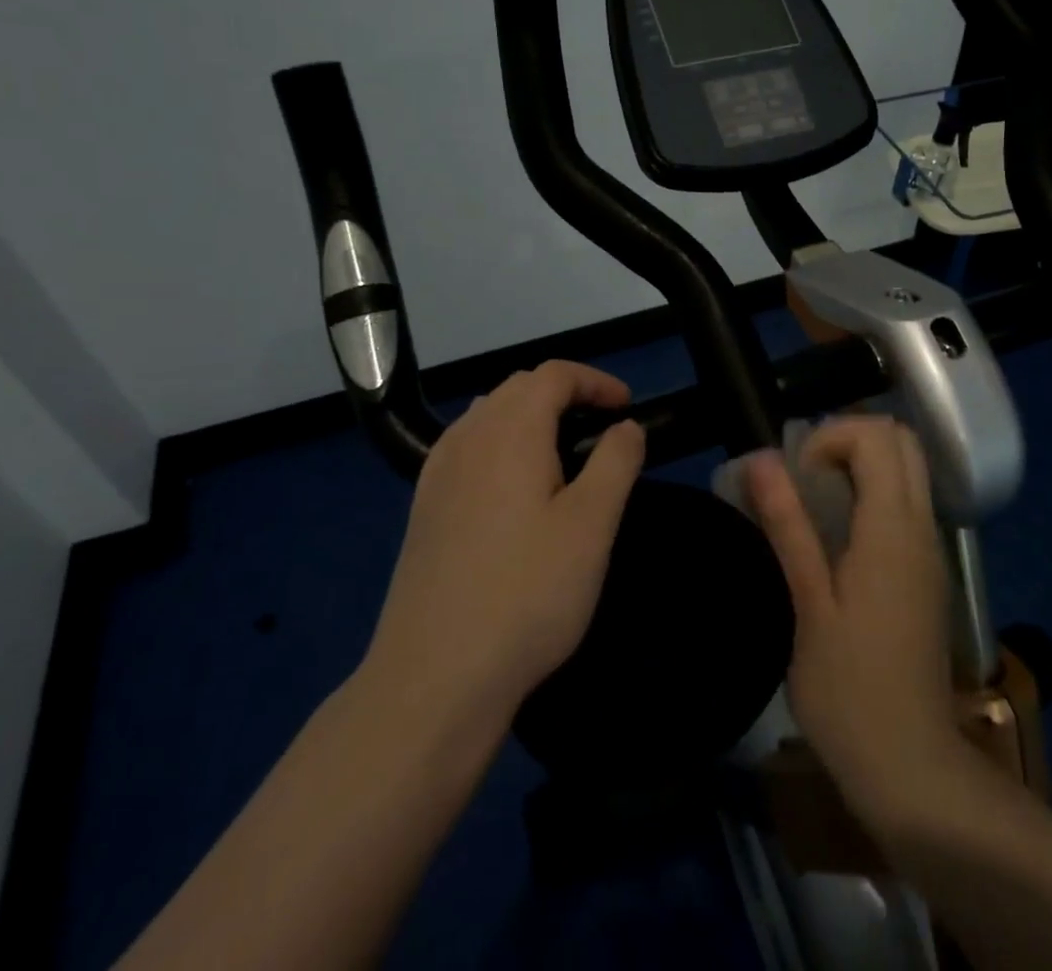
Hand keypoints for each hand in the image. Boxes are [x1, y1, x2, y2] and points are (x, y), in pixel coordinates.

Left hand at [361, 360, 645, 734]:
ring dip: (530, 417)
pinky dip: (500, 444)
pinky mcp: (423, 508)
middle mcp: (467, 437)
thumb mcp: (592, 525)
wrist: (434, 677)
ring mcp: (437, 473)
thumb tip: (625, 426)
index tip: (628, 407)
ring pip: (488, 415)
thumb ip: (615, 461)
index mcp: (509, 430)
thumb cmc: (527, 593)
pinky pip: (467, 448)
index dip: (596, 380)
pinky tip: (514, 489)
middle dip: (565, 394)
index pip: (553, 374)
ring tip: (563, 454)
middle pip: (518, 388)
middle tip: (602, 429)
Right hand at [746, 417, 965, 821]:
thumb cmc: (848, 688)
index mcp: (892, 529)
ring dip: (862, 464)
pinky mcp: (928, 571)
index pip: (878, 436)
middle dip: (849, 438)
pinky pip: (908, 502)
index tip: (796, 476)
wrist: (910, 764)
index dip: (830, 436)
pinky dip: (874, 491)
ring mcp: (931, 549)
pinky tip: (837, 535)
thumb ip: (788, 524)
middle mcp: (922, 527)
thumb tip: (761, 459)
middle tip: (805, 476)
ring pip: (909, 469)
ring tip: (814, 501)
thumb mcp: (809, 603)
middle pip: (902, 441)